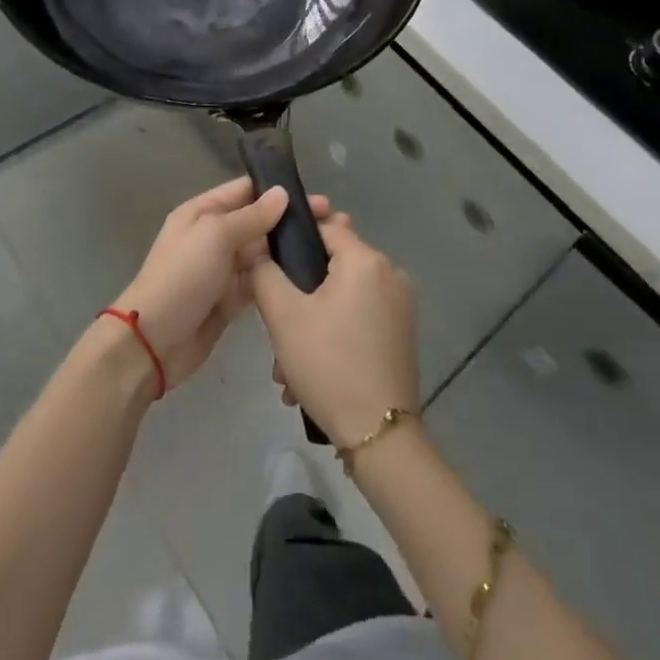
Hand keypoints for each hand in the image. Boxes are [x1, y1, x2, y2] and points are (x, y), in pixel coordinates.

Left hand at [110, 177, 329, 390]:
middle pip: (257, 222)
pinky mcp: (230, 300)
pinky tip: (308, 277)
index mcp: (202, 213)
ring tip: (328, 248)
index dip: (277, 191)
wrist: (155, 341)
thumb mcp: (215, 236)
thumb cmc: (182, 277)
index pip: (244, 191)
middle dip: (290, 221)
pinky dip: (278, 278)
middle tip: (334, 223)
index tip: (316, 196)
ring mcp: (222, 269)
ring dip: (288, 250)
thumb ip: (251, 216)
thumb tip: (282, 193)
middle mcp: (212, 236)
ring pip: (261, 253)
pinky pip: (259, 281)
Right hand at [251, 214, 417, 445]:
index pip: (325, 225)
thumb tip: (258, 251)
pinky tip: (310, 372)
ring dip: (311, 321)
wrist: (379, 434)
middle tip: (275, 321)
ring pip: (342, 297)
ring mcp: (400, 307)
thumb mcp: (283, 315)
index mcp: (366, 260)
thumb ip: (265, 273)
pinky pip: (358, 318)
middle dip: (299, 291)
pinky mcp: (401, 334)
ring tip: (286, 364)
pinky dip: (333, 335)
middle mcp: (390, 274)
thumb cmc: (328, 364)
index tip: (268, 262)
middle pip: (332, 264)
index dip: (294, 238)